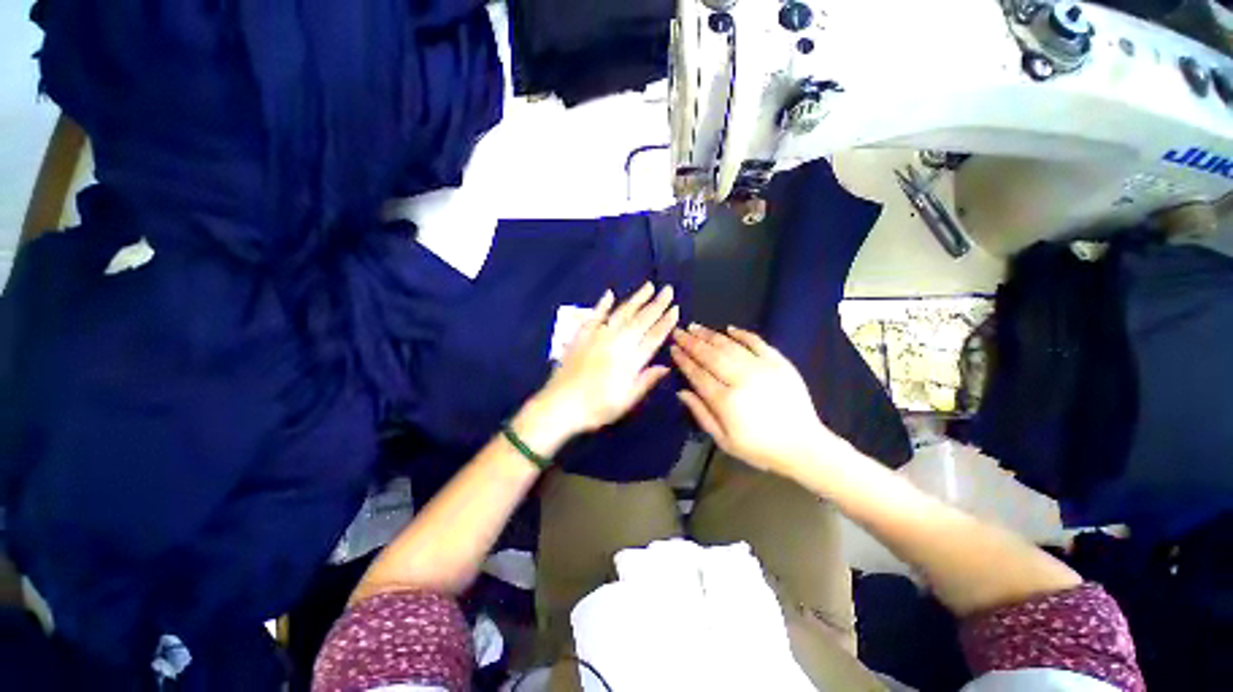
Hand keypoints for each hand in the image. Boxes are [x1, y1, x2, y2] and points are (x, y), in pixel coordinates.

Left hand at [531, 283, 679, 442]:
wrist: (559, 406)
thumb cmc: (595, 409)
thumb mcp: (626, 401)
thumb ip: (646, 381)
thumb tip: (666, 366)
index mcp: (630, 360)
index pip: (653, 337)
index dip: (666, 323)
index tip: (676, 309)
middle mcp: (617, 343)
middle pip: (641, 320)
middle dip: (657, 304)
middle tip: (668, 290)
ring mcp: (598, 336)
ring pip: (621, 313)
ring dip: (636, 299)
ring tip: (649, 286)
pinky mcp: (582, 336)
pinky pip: (594, 316)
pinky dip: (602, 304)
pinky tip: (609, 293)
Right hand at [670, 324, 838, 475]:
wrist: (803, 446)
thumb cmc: (759, 448)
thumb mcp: (724, 440)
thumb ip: (701, 414)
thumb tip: (681, 391)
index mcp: (726, 401)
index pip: (698, 374)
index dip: (684, 360)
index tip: (673, 349)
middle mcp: (741, 379)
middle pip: (711, 356)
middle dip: (692, 342)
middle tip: (679, 332)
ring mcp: (762, 368)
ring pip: (730, 346)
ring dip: (710, 335)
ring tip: (695, 327)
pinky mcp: (779, 363)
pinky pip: (758, 342)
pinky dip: (742, 334)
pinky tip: (729, 328)